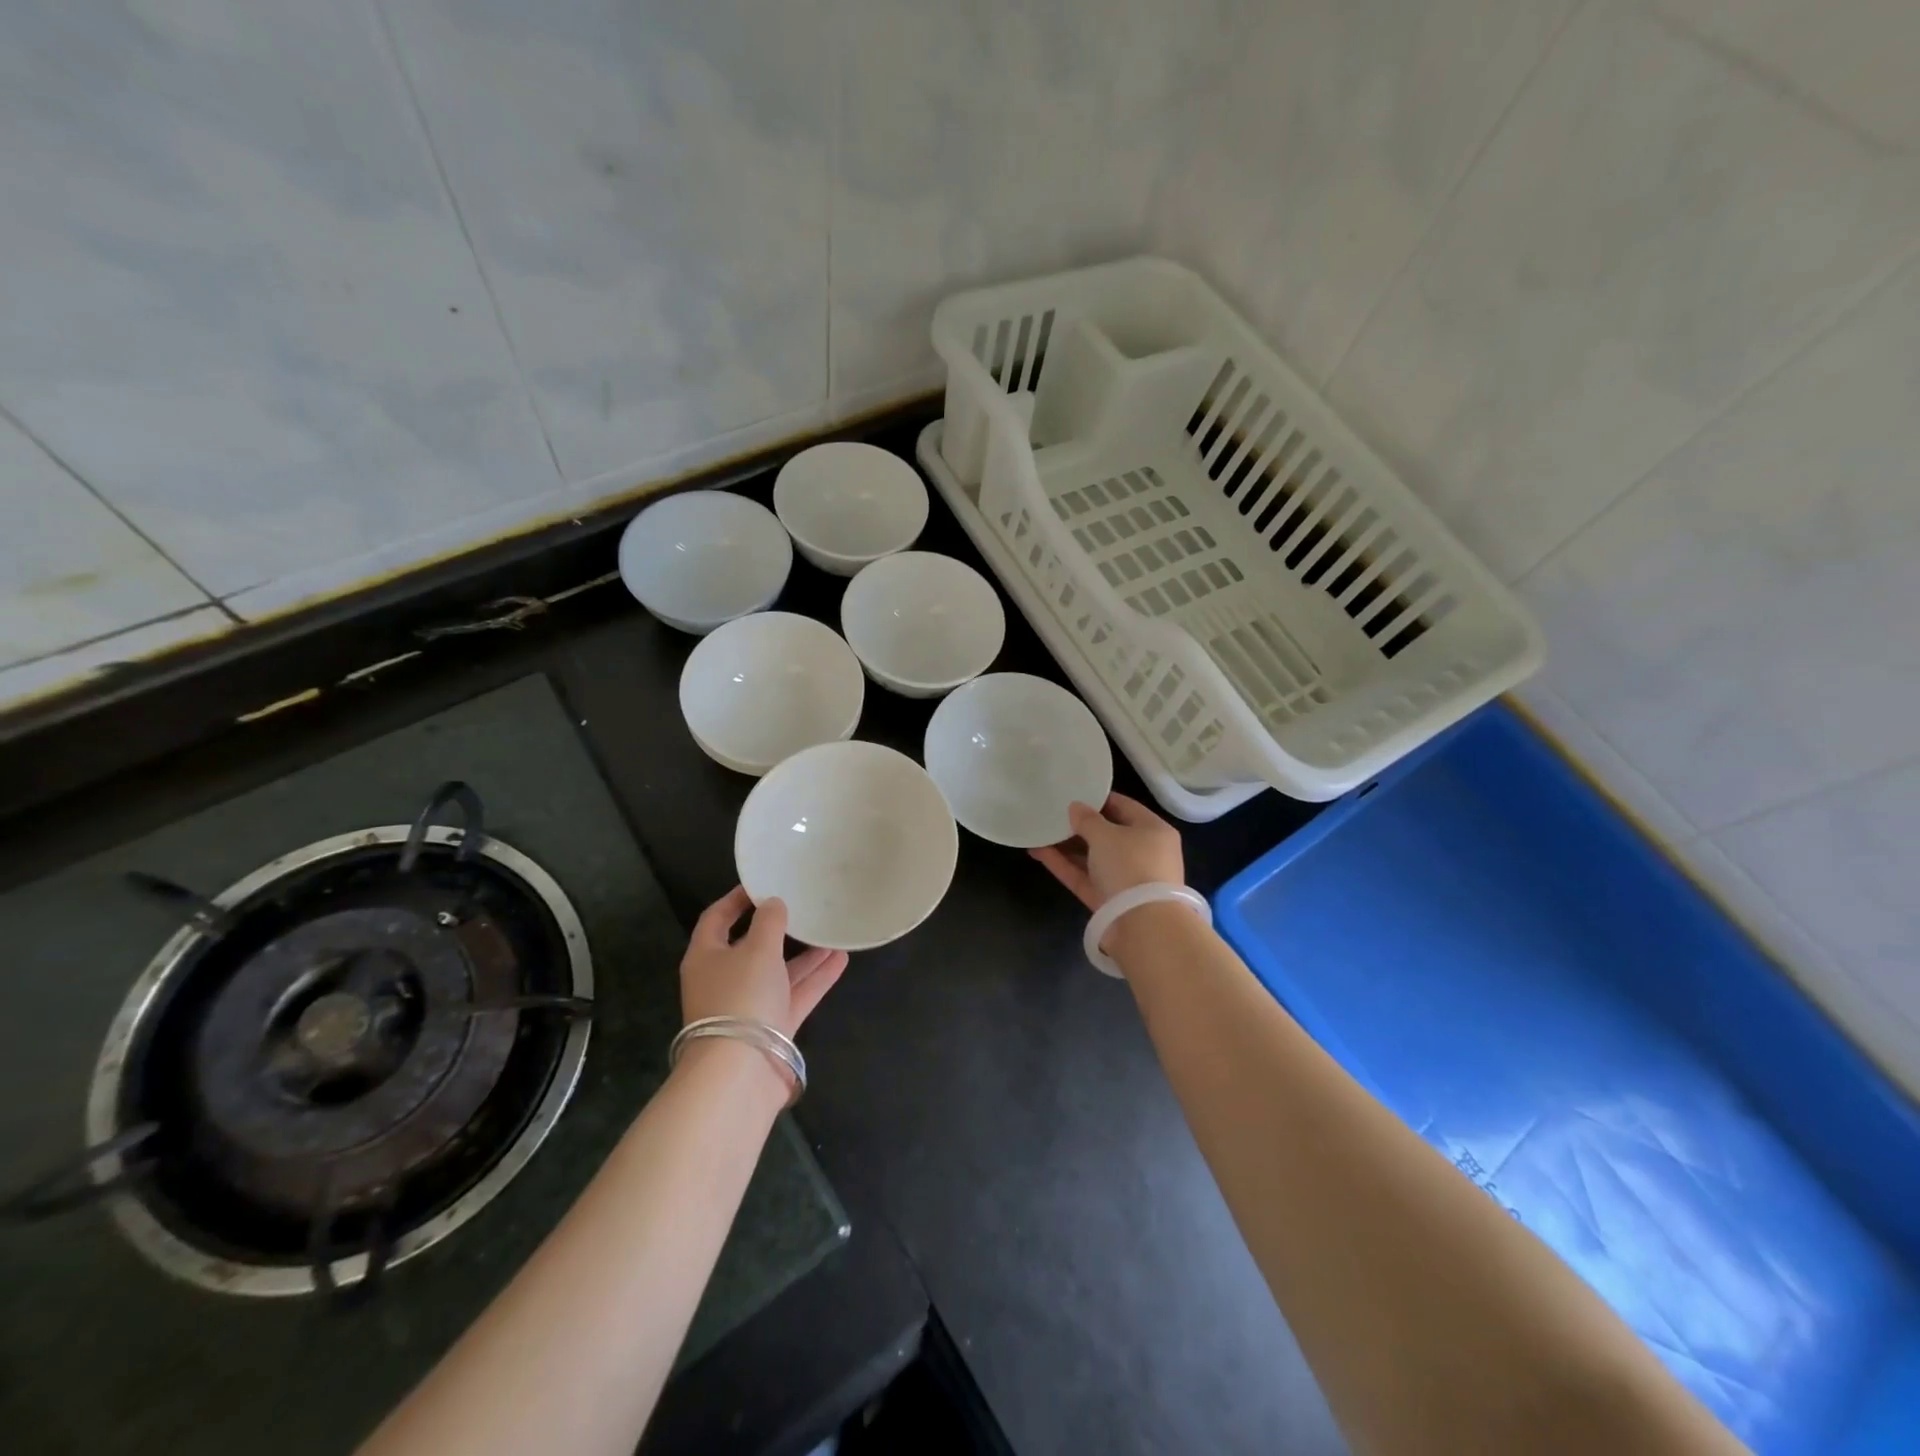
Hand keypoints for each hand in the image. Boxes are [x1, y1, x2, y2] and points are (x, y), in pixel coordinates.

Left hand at [680, 886, 848, 1037]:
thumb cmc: (741, 997)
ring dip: (804, 954)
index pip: (717, 918)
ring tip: (831, 932)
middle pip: (751, 946)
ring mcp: (749, 1005)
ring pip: (778, 971)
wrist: (740, 1071)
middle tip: (803, 907)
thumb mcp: (757, 949)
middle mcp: (724, 979)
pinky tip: (840, 959)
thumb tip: (773, 904)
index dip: (737, 899)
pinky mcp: (772, 1026)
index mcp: (706, 956)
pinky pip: (795, 994)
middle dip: (779, 929)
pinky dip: (815, 978)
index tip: (762, 883)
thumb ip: (769, 922)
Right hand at [1029, 792, 1184, 910]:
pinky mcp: (1107, 899)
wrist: (1143, 926)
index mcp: (1153, 831)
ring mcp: (1124, 879)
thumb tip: (1075, 807)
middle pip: (1107, 834)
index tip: (1073, 793)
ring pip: (1092, 857)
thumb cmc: (1131, 866)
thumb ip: (1087, 819)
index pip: (1124, 807)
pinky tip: (1038, 851)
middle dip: (1079, 825)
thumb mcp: (1107, 835)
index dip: (1098, 799)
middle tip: (1052, 813)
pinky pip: (1084, 876)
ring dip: (1066, 846)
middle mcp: (1142, 853)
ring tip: (1039, 831)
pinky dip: (1064, 864)